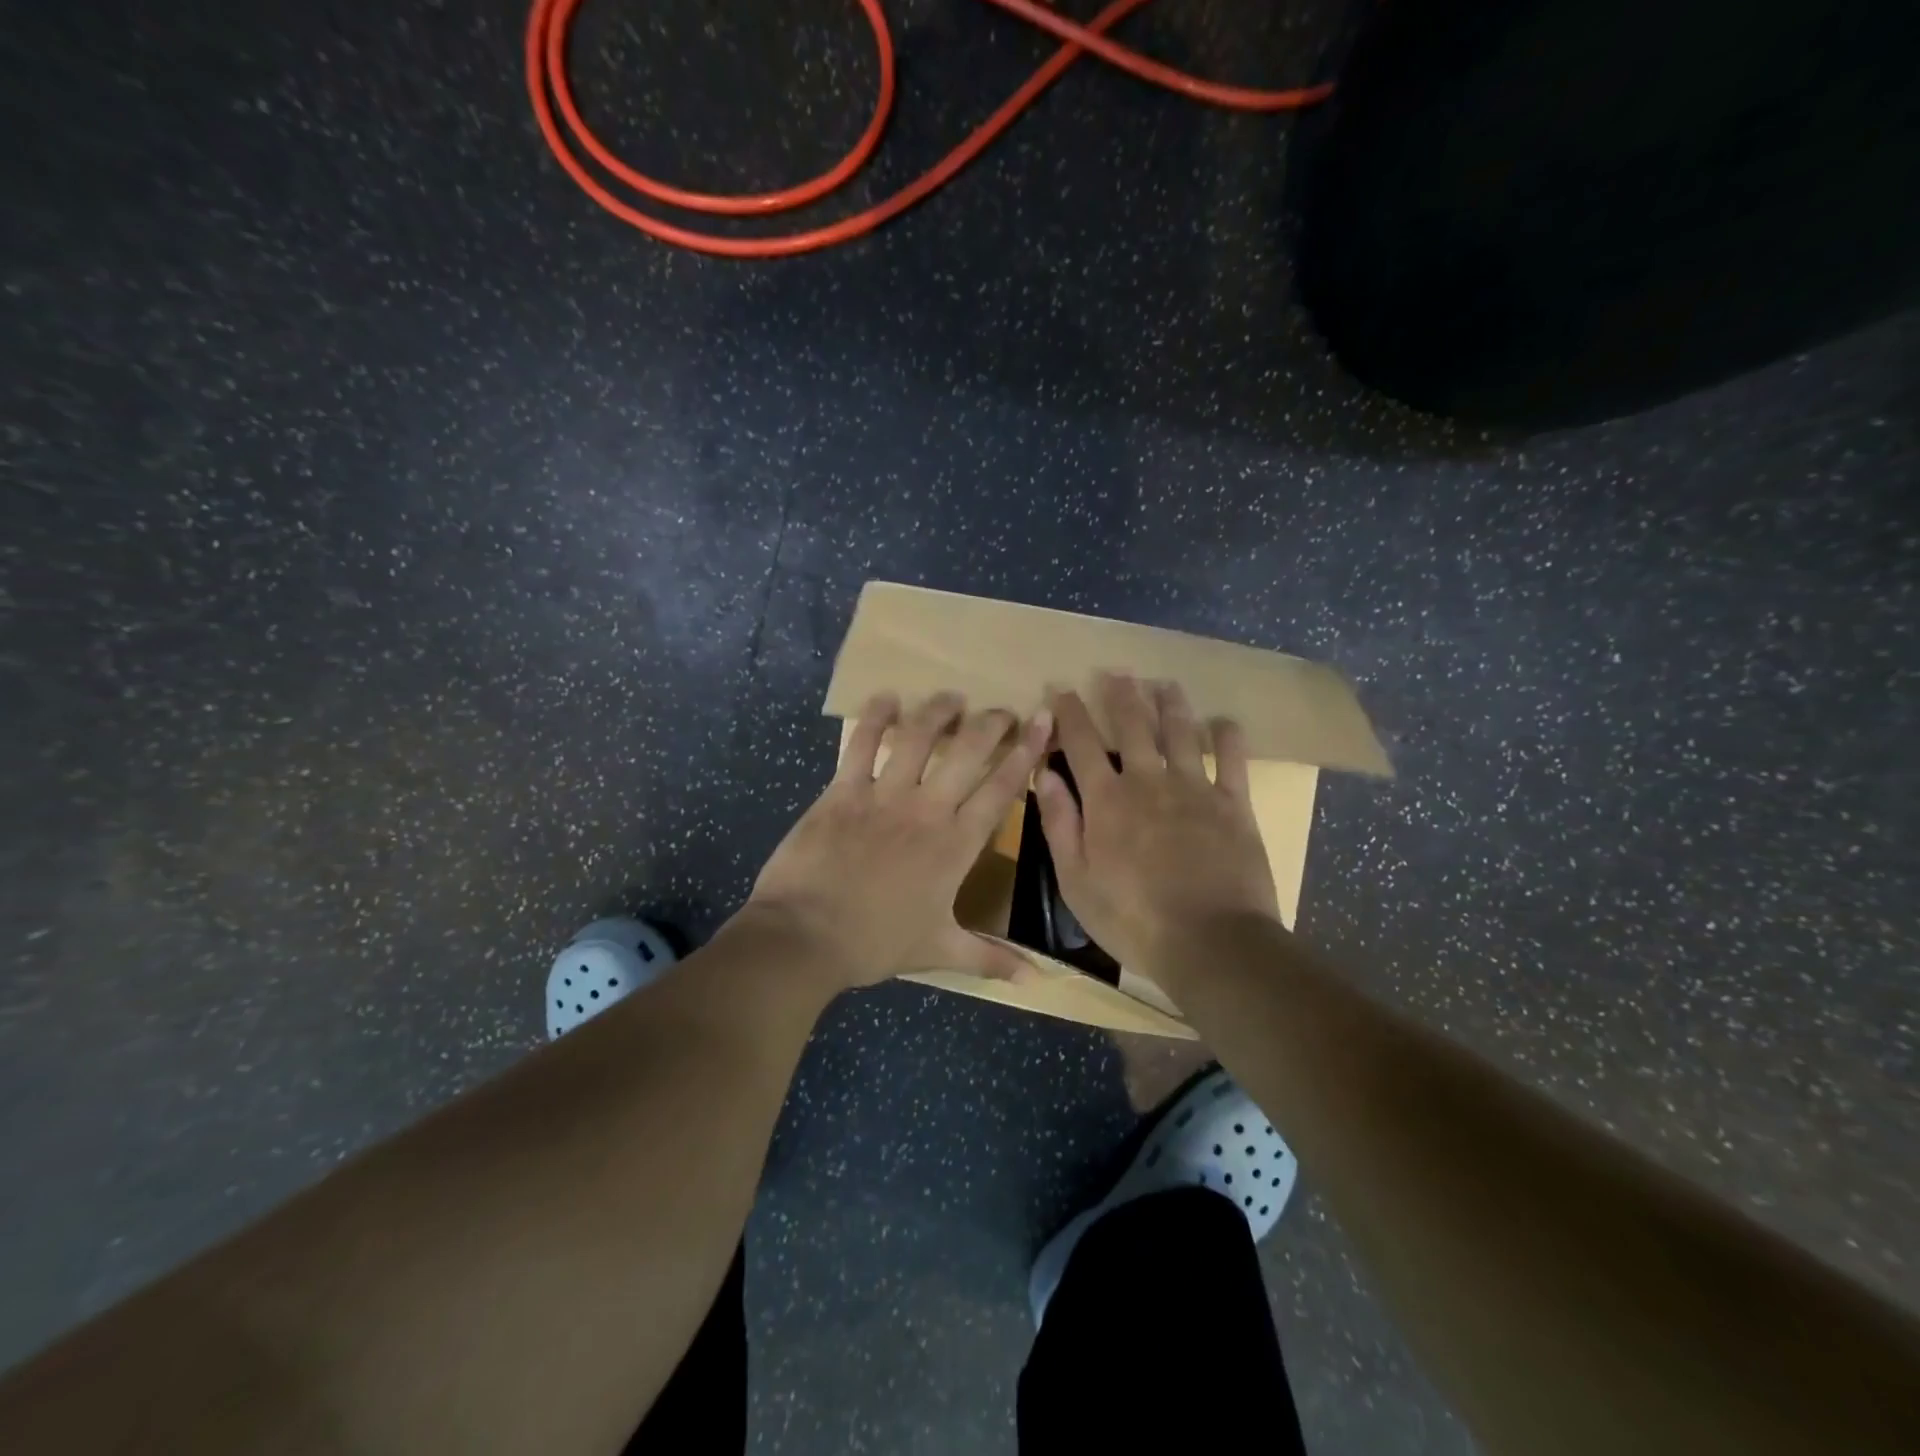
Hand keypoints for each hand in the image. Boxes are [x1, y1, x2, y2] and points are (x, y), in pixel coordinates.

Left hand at [745, 692, 1052, 990]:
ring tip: (953, 698)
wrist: (805, 937)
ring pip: (919, 737)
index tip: (1042, 721)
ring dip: (939, 712)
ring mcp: (883, 795)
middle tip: (1003, 710)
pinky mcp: (843, 790)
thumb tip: (1037, 981)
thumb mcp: (939, 949)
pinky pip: (862, 744)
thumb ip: (990, 958)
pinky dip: (875, 717)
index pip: (1001, 789)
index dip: (1026, 752)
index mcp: (955, 844)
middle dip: (991, 724)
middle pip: (968, 752)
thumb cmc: (876, 943)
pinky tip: (887, 697)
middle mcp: (926, 809)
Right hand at [1034, 674, 1278, 987]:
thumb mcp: (1076, 880)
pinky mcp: (1233, 804)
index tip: (1061, 688)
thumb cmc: (1132, 919)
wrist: (1210, 942)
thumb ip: (1059, 823)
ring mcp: (1194, 789)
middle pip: (1132, 726)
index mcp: (1106, 800)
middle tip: (1116, 672)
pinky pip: (1232, 760)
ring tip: (1163, 683)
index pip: (1081, 744)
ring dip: (1170, 704)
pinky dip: (1228, 737)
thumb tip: (1043, 774)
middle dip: (1121, 695)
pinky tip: (1224, 722)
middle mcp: (1148, 781)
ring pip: (1180, 732)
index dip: (1069, 713)